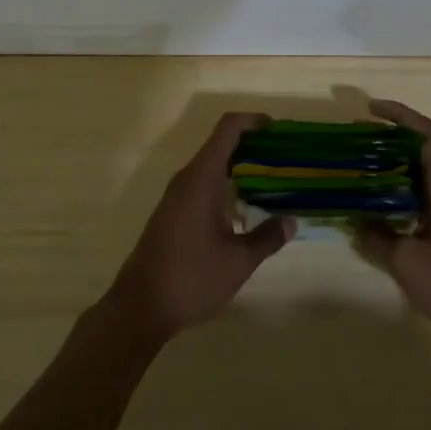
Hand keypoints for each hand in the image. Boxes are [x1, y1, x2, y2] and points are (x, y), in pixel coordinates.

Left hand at [103, 112, 294, 340]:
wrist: (140, 307)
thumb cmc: (191, 277)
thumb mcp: (238, 260)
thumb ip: (267, 237)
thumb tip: (290, 221)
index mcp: (201, 178)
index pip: (227, 129)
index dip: (253, 121)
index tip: (278, 129)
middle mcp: (186, 179)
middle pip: (221, 145)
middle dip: (253, 146)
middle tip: (284, 159)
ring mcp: (176, 196)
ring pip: (212, 167)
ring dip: (240, 168)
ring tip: (273, 182)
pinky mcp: (172, 213)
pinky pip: (203, 185)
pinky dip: (227, 186)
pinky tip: (246, 209)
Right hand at [354, 100, 430, 352]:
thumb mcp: (408, 262)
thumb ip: (378, 239)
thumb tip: (355, 222)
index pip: (425, 134)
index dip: (399, 114)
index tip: (370, 109)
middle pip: (418, 152)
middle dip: (385, 141)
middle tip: (351, 145)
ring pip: (416, 179)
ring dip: (387, 171)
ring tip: (355, 175)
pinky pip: (416, 203)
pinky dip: (393, 199)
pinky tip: (373, 215)